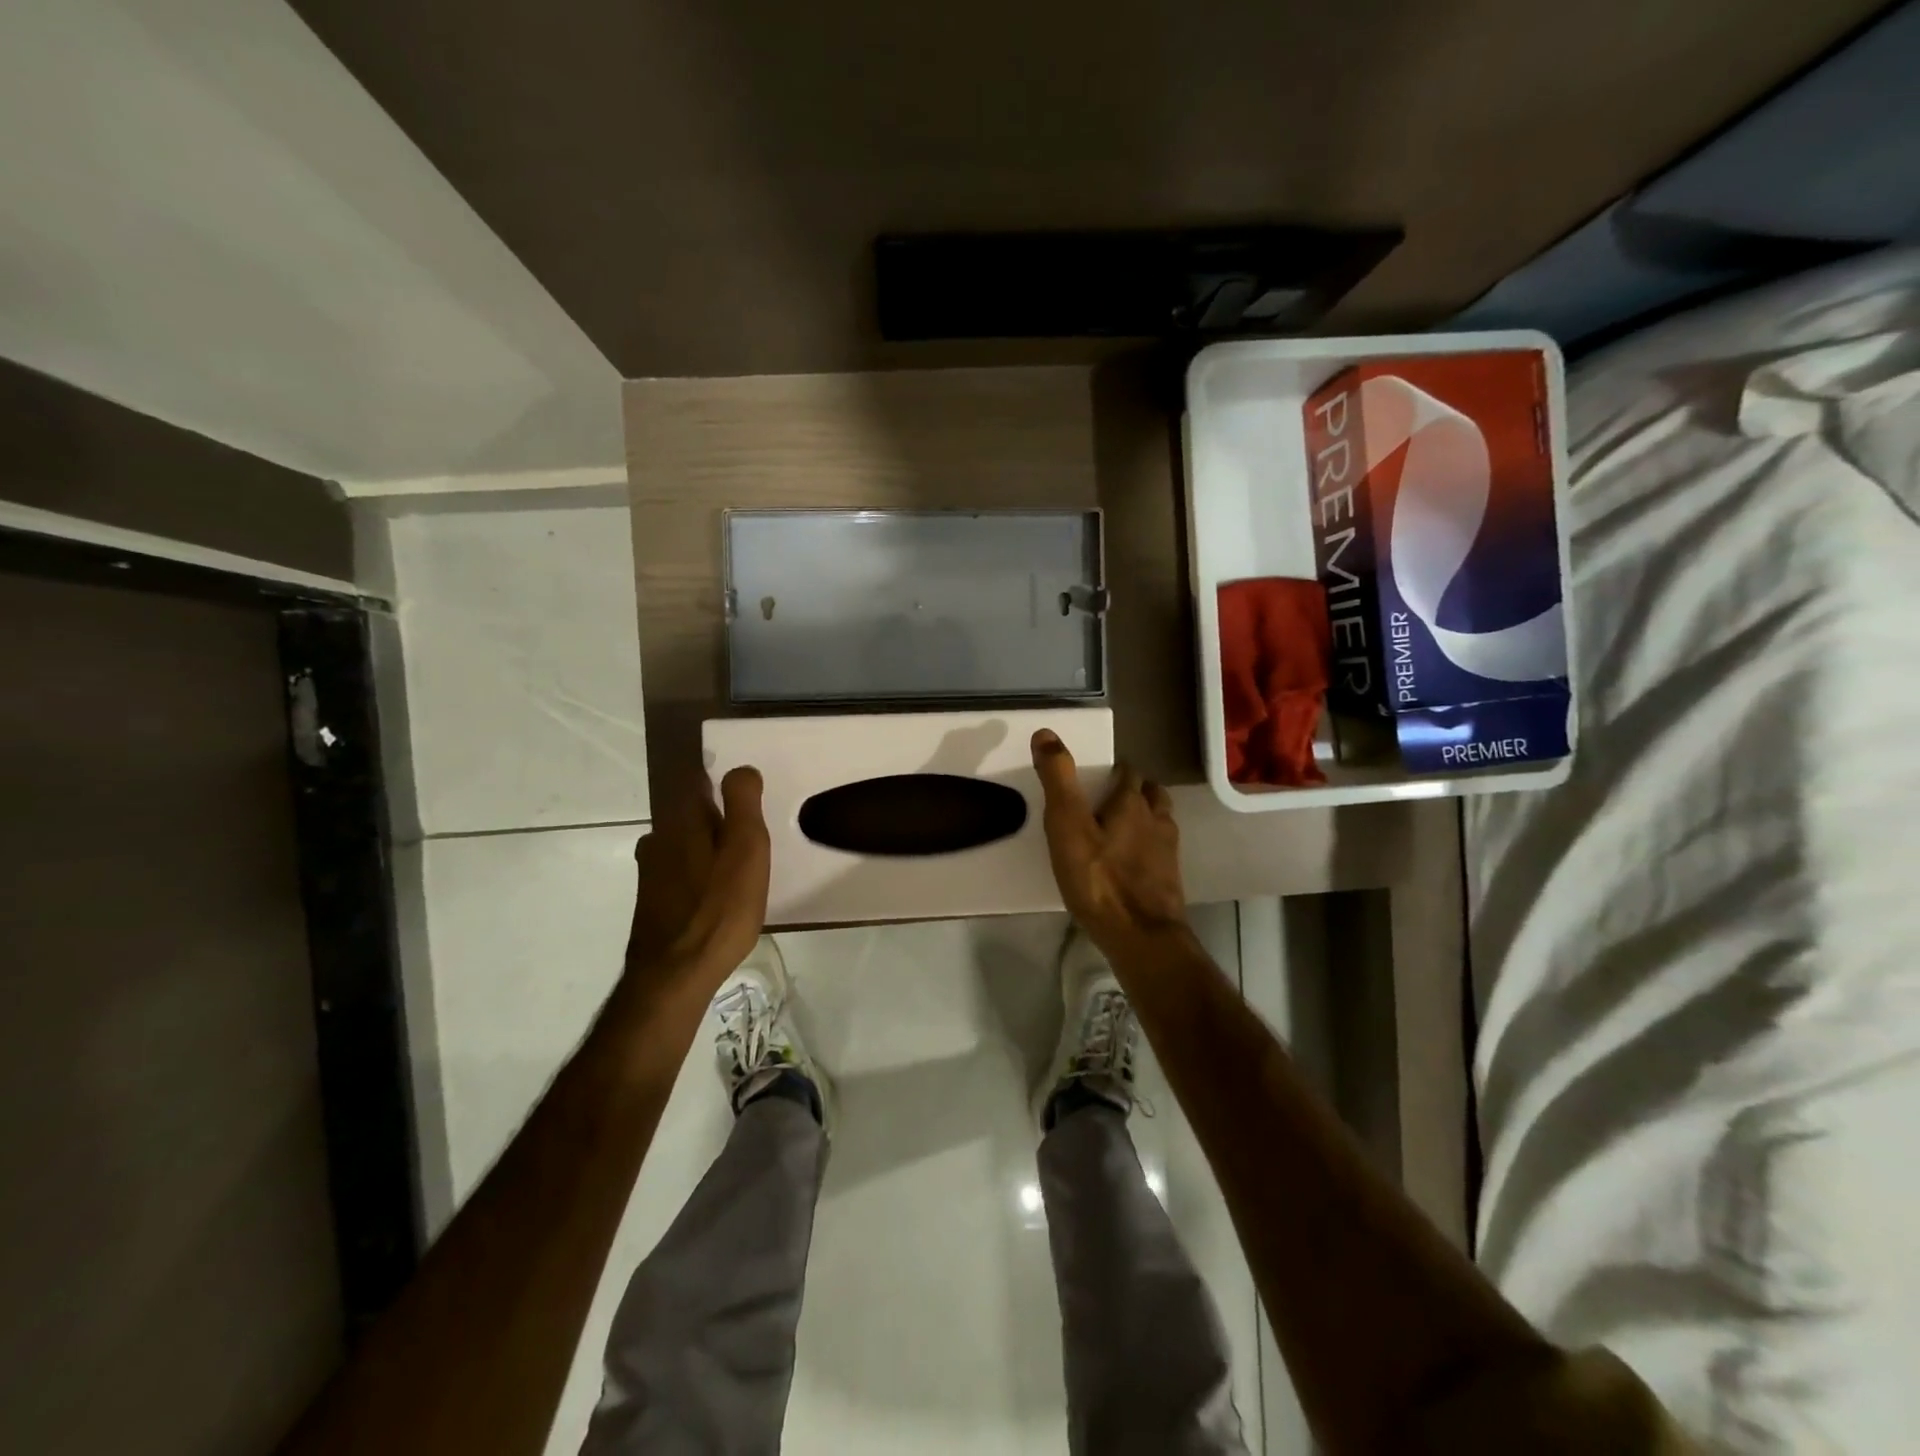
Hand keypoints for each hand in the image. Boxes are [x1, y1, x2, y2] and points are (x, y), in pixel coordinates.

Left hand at [623, 766, 770, 999]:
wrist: (674, 976)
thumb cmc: (719, 909)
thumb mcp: (747, 849)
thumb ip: (743, 803)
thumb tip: (740, 769)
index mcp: (682, 819)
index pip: (698, 780)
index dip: (724, 784)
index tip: (748, 797)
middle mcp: (658, 837)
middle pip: (691, 813)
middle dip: (718, 819)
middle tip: (752, 838)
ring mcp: (650, 871)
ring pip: (684, 844)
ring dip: (708, 848)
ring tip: (737, 870)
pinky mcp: (650, 899)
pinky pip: (679, 871)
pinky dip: (698, 874)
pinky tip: (716, 896)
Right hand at [1031, 729, 1189, 965]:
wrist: (1141, 937)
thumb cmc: (1099, 878)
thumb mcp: (1067, 825)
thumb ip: (1058, 779)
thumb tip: (1046, 732)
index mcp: (1132, 803)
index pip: (1128, 772)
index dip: (1114, 770)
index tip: (1097, 776)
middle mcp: (1156, 820)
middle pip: (1152, 794)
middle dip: (1135, 791)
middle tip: (1110, 799)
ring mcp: (1168, 852)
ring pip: (1161, 822)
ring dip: (1146, 818)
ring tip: (1122, 828)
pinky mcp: (1170, 881)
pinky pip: (1160, 853)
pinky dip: (1148, 849)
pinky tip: (1131, 864)